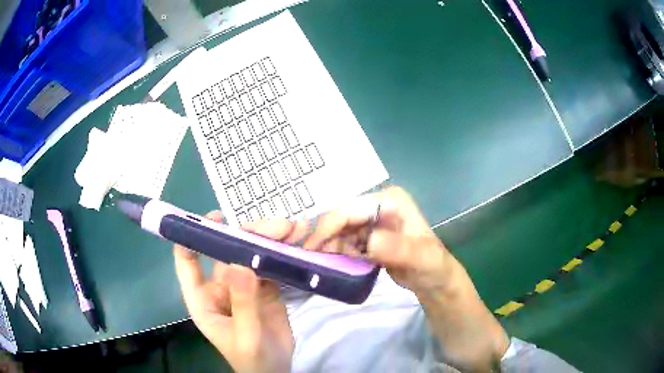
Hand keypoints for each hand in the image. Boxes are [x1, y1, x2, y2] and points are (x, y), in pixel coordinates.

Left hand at [174, 211, 300, 372]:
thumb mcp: (246, 335)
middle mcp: (220, 286)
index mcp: (203, 298)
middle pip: (226, 251)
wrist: (277, 370)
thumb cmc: (252, 358)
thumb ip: (242, 304)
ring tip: (291, 229)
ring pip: (250, 254)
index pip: (188, 261)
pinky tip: (296, 240)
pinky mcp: (264, 288)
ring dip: (268, 239)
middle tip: (275, 227)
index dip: (193, 236)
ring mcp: (243, 286)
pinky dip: (282, 252)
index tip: (215, 217)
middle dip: (247, 234)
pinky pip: (270, 264)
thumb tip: (238, 263)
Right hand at [302, 186, 449, 295]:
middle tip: (309, 258)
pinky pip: (346, 242)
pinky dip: (337, 252)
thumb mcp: (421, 257)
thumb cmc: (433, 266)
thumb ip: (398, 248)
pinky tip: (333, 264)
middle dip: (324, 236)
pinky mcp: (369, 237)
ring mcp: (373, 221)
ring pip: (340, 230)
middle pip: (342, 218)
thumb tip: (369, 241)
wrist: (435, 280)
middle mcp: (379, 206)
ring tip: (319, 264)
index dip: (328, 226)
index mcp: (390, 200)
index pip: (351, 209)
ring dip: (329, 246)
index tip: (310, 248)